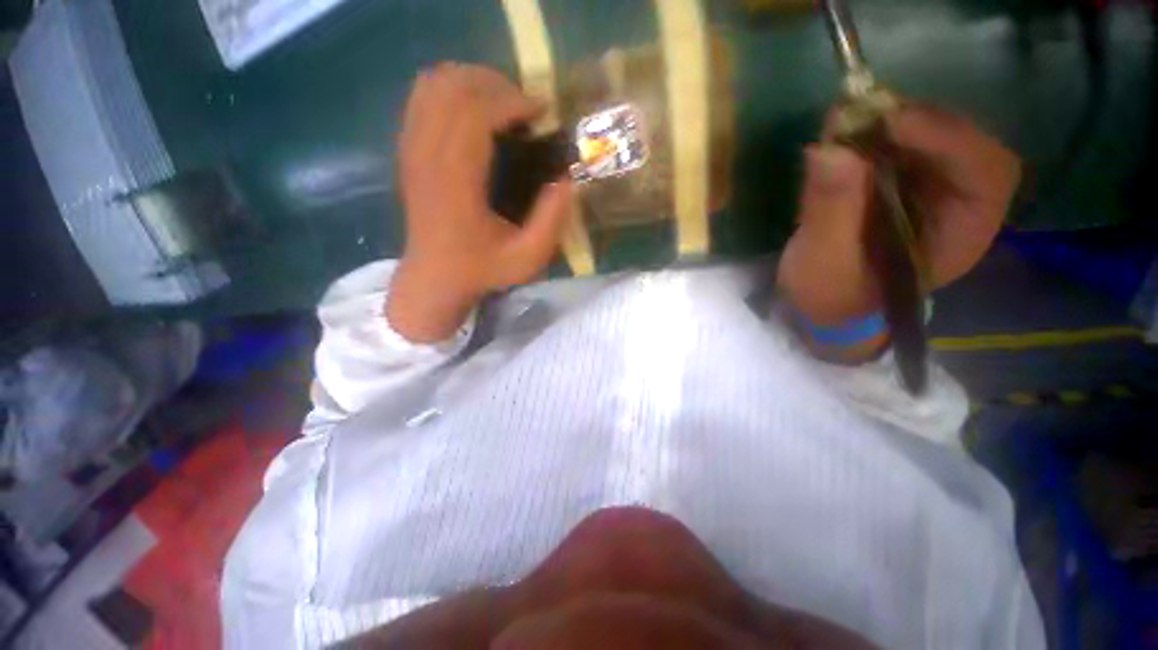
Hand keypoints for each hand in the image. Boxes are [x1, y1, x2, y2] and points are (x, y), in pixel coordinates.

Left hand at [387, 63, 573, 342]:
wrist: (434, 277)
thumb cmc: (482, 269)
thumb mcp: (527, 258)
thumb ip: (551, 220)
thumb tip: (566, 179)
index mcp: (456, 182)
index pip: (475, 113)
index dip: (512, 101)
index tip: (541, 113)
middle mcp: (427, 155)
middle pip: (454, 87)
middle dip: (497, 85)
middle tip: (526, 108)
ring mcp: (412, 149)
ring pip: (434, 84)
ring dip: (474, 82)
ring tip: (503, 104)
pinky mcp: (408, 150)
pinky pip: (422, 97)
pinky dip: (452, 90)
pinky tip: (475, 111)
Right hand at [778, 105, 1020, 331]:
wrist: (822, 303)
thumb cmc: (830, 295)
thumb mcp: (824, 263)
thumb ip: (829, 212)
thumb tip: (827, 150)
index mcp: (961, 234)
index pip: (986, 172)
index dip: (949, 139)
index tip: (892, 123)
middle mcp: (957, 203)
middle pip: (962, 141)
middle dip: (917, 122)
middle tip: (863, 112)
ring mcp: (928, 189)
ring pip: (931, 134)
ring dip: (891, 121)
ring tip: (847, 119)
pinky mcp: (898, 181)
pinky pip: (898, 143)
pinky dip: (872, 130)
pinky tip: (844, 130)